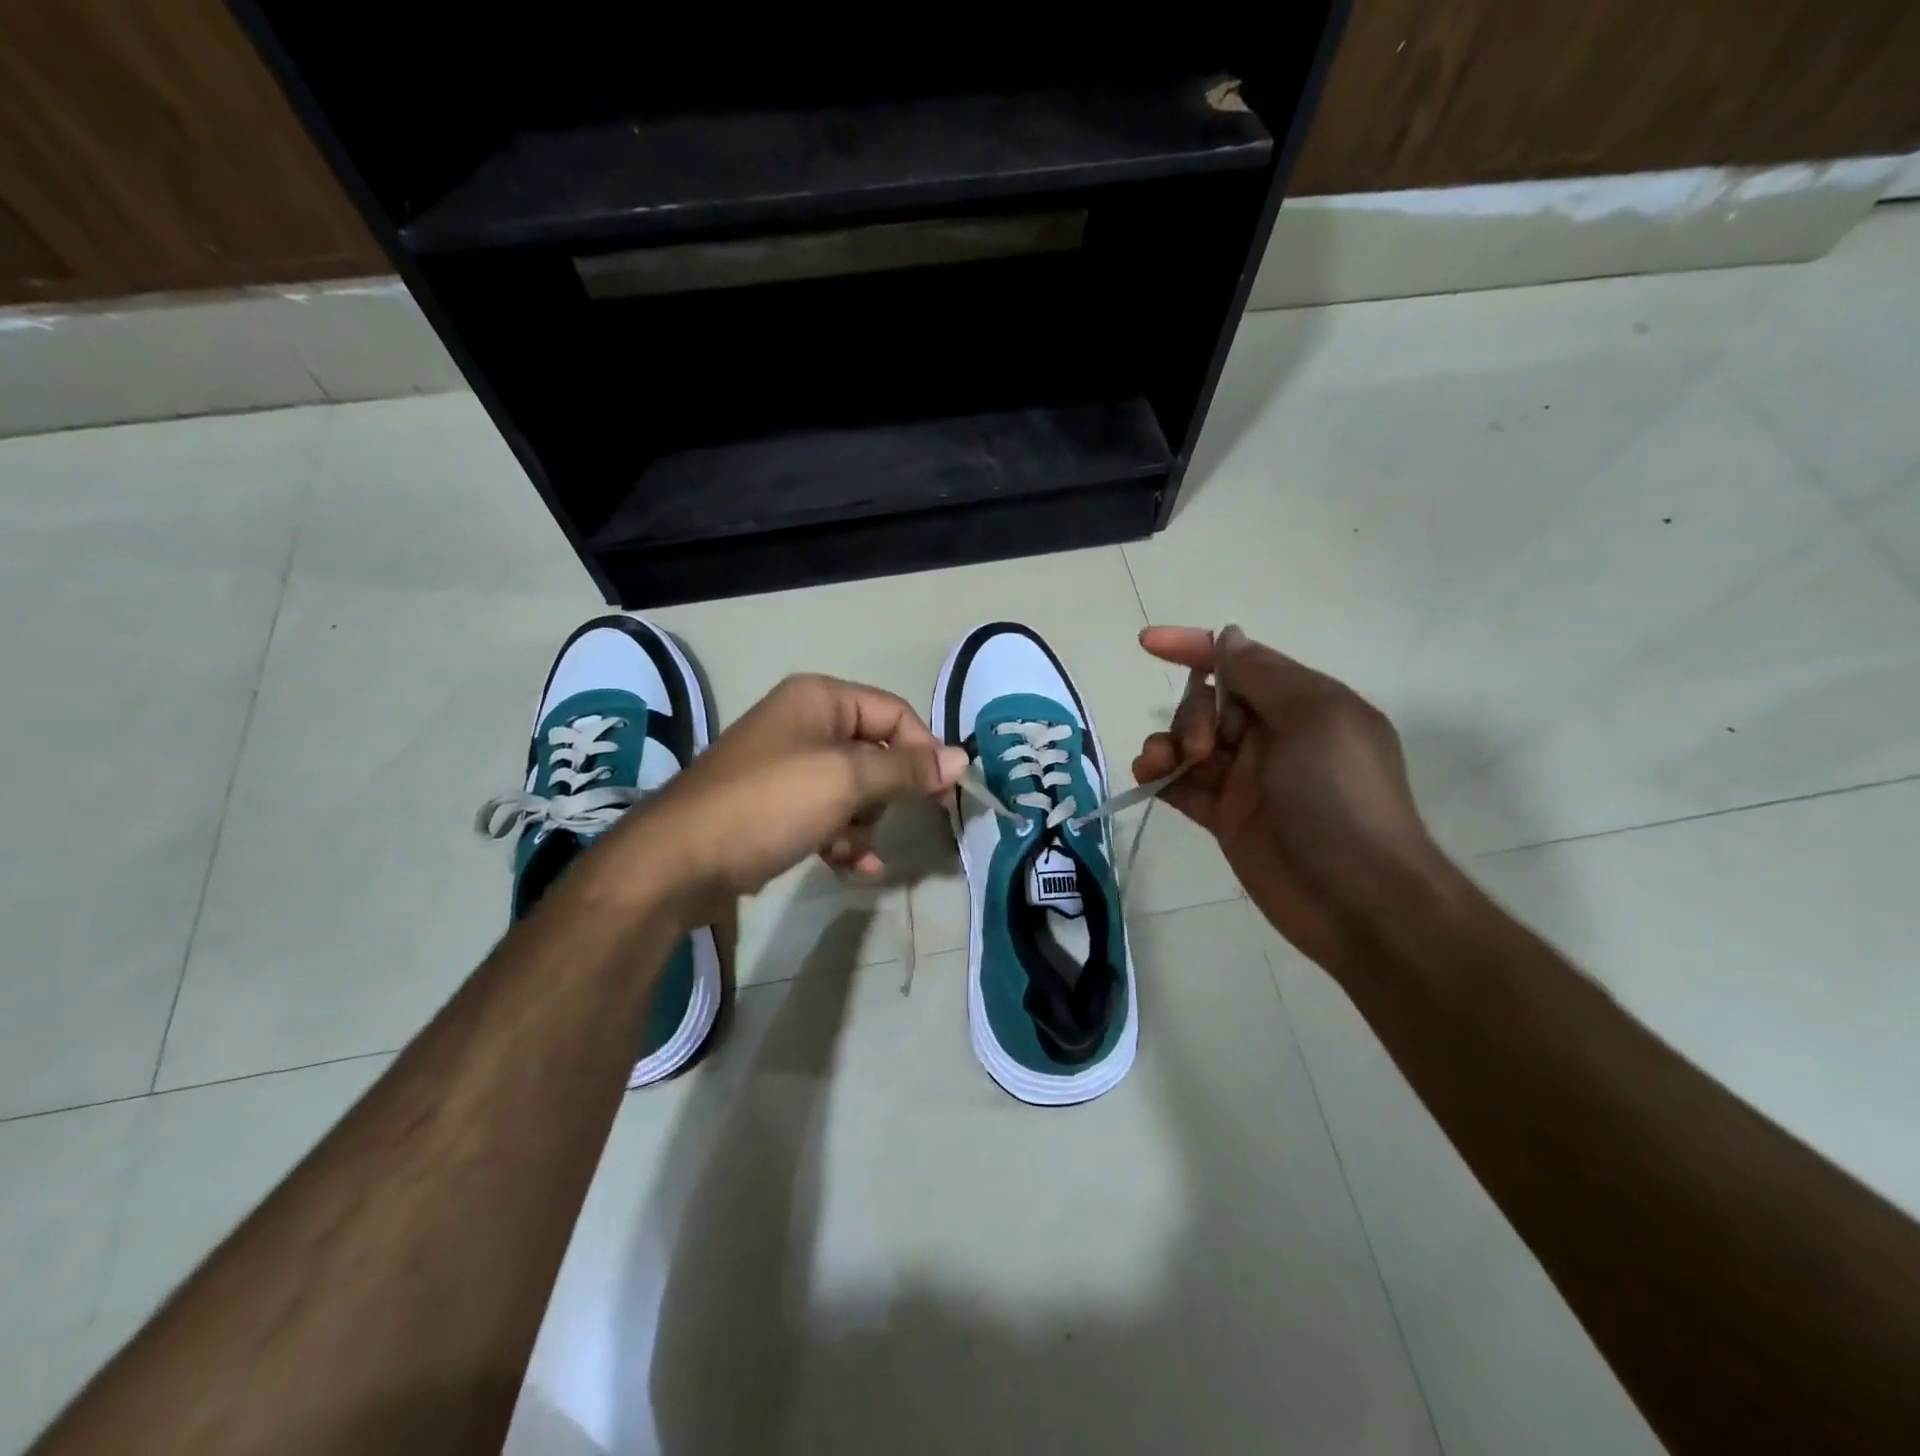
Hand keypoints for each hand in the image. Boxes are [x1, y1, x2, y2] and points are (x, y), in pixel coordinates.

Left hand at [619, 673, 967, 913]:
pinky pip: (828, 816)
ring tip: (850, 851)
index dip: (922, 751)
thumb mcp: (846, 780)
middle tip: (883, 821)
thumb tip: (962, 759)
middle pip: (875, 753)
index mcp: (819, 699)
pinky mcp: (776, 807)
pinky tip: (853, 869)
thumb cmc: (770, 803)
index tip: (942, 792)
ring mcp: (787, 767)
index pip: (894, 714)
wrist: (681, 861)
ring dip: (862, 825)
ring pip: (854, 791)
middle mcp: (804, 724)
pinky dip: (843, 840)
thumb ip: (906, 769)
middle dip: (884, 795)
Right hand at [1133, 626, 1445, 969]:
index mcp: (1303, 704)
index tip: (1148, 644)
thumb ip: (1262, 676)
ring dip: (1166, 745)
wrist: (1356, 898)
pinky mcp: (1226, 817)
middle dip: (1191, 714)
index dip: (1194, 647)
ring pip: (1190, 744)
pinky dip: (1160, 776)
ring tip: (1160, 765)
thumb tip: (1228, 637)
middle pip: (1209, 704)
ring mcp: (1248, 779)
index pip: (1240, 662)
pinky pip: (1183, 785)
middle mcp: (1273, 736)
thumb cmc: (1340, 796)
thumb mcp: (1312, 718)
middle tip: (1200, 748)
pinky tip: (1148, 778)